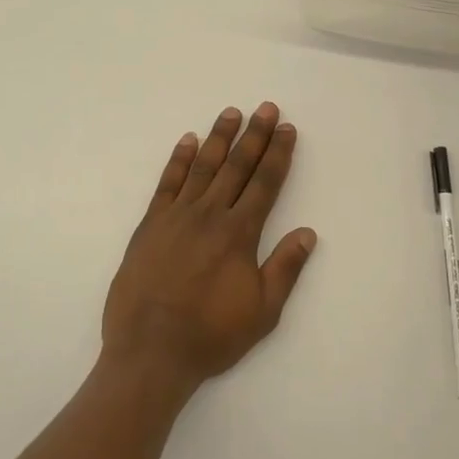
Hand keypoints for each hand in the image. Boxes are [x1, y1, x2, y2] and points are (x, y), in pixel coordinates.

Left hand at [102, 104, 316, 393]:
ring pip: (203, 167)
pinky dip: (178, 159)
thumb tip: (308, 232)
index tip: (287, 129)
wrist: (150, 350)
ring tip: (231, 113)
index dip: (278, 154)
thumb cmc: (211, 334)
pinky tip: (188, 141)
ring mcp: (177, 215)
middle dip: (254, 135)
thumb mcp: (262, 311)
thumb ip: (285, 268)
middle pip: (237, 166)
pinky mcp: (150, 224)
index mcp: (239, 233)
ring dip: (219, 138)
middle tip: (266, 108)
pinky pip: (167, 182)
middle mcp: (210, 214)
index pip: (264, 183)